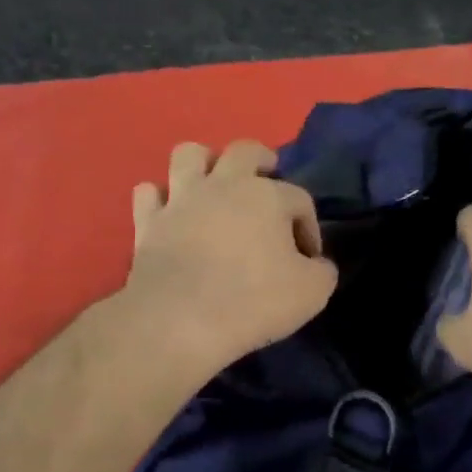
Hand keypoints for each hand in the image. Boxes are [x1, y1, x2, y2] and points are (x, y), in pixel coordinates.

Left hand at [123, 140, 338, 379]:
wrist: (179, 321)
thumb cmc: (253, 301)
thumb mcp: (312, 293)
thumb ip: (322, 271)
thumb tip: (316, 263)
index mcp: (268, 196)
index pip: (299, 199)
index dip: (309, 227)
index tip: (309, 259)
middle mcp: (224, 185)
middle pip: (245, 151)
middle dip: (262, 160)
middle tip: (268, 181)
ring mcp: (181, 199)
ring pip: (189, 155)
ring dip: (204, 163)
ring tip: (214, 184)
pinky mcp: (148, 222)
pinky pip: (148, 194)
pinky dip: (160, 199)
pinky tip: (170, 213)